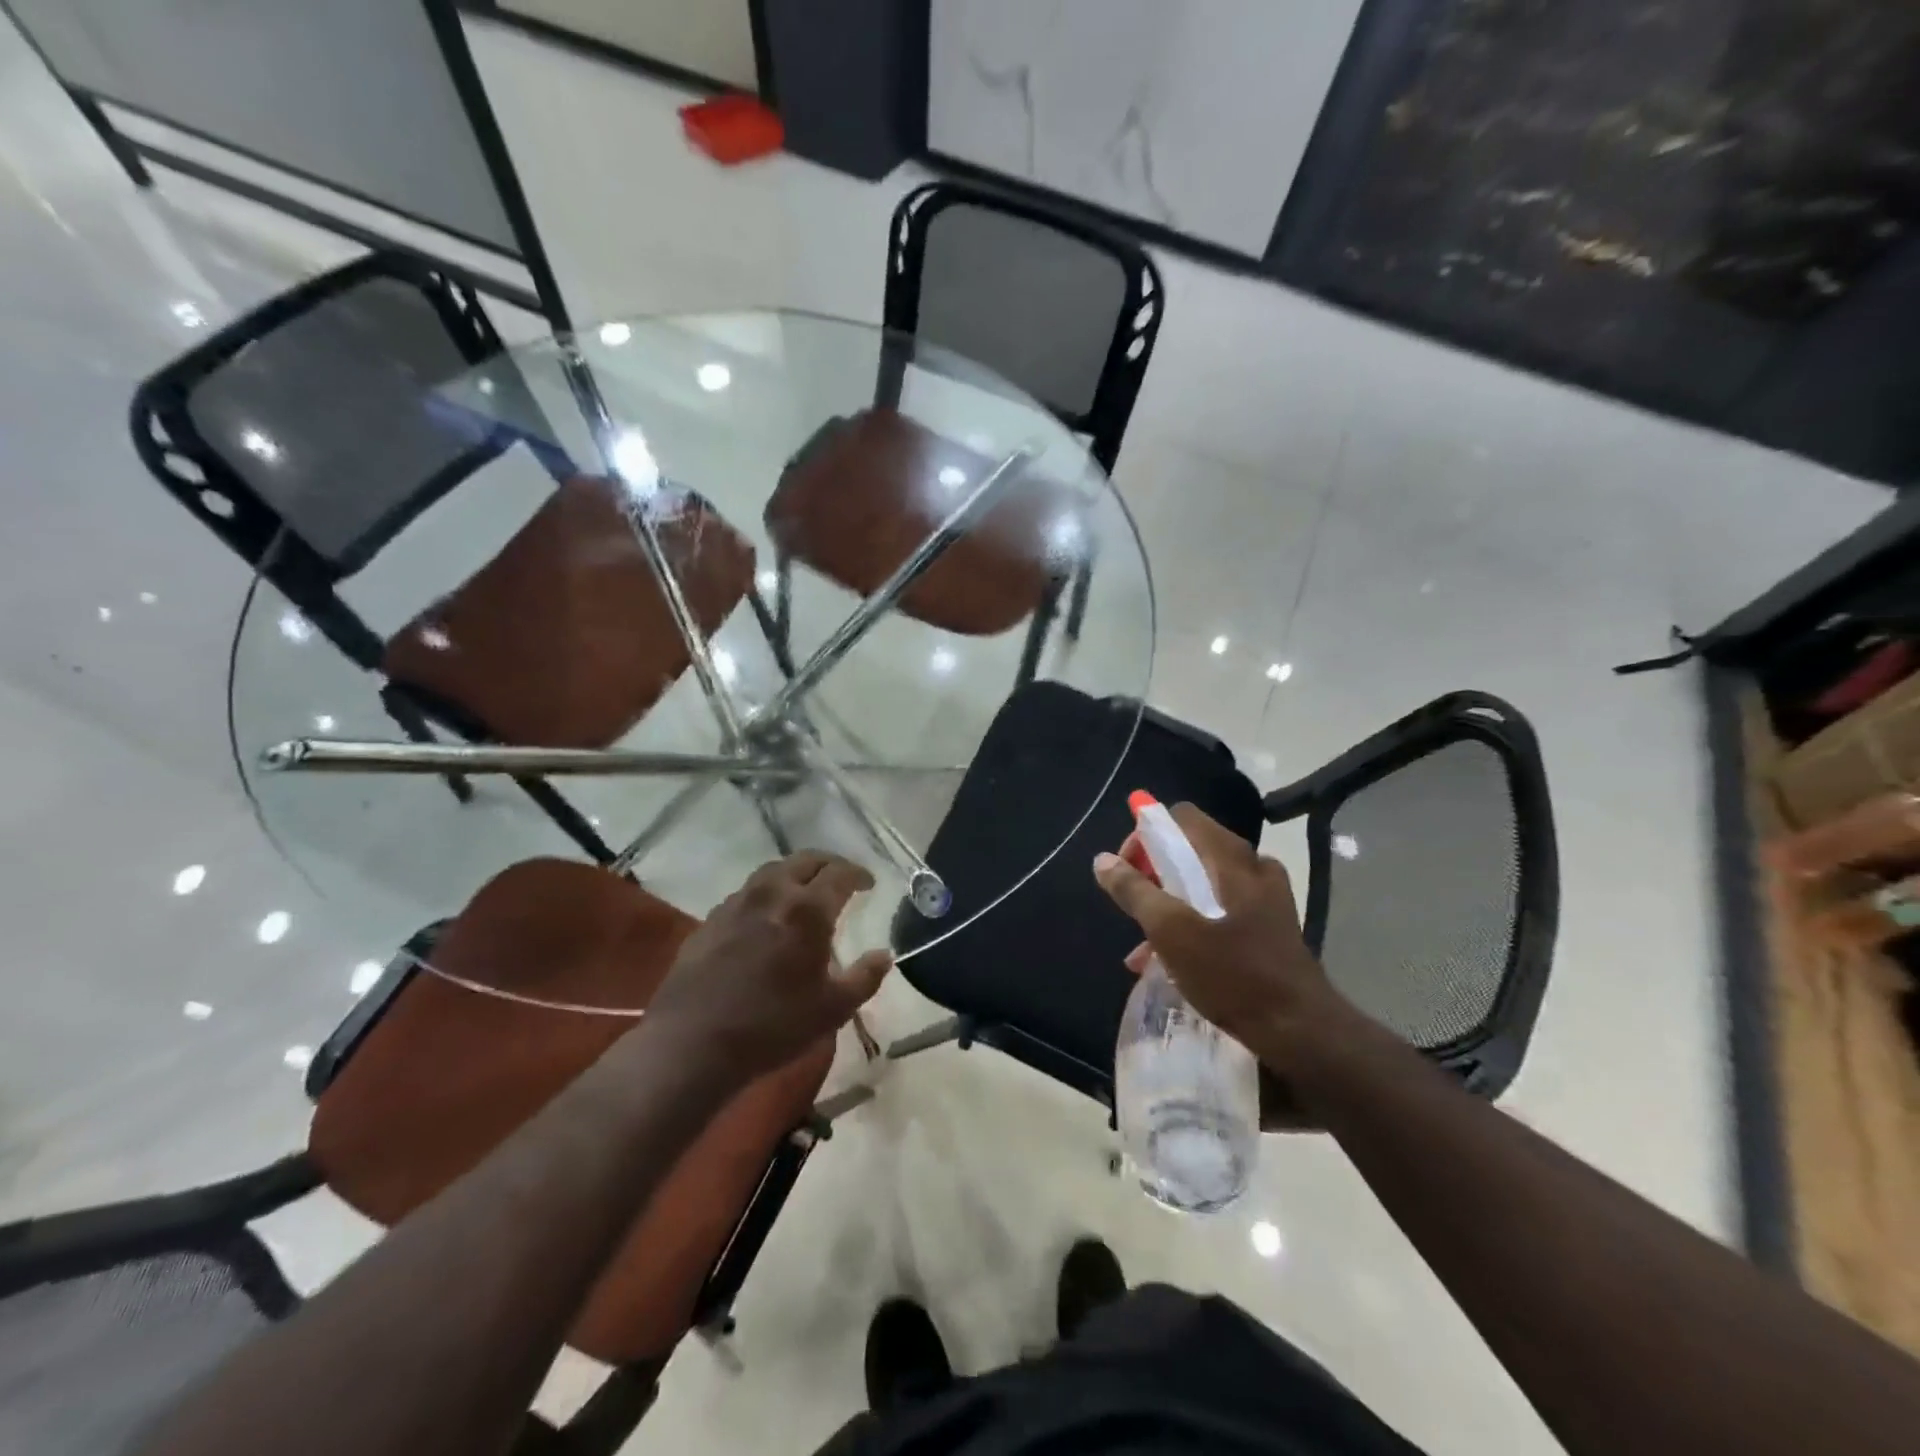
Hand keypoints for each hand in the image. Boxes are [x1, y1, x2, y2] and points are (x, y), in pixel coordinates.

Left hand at [648, 851, 892, 1082]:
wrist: (692, 1043)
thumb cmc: (773, 1025)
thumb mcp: (833, 1010)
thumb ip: (864, 978)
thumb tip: (884, 955)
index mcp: (808, 910)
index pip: (839, 874)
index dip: (858, 874)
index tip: (869, 883)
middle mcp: (772, 894)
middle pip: (805, 861)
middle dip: (828, 864)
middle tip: (841, 878)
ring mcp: (736, 904)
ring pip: (771, 871)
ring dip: (794, 873)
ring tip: (804, 891)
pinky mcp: (709, 921)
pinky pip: (745, 894)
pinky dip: (765, 894)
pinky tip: (765, 917)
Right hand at [1093, 803, 1360, 1127]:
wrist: (1301, 1031)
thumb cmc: (1233, 975)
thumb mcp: (1171, 933)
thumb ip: (1135, 892)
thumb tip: (1102, 860)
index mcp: (1231, 858)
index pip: (1180, 818)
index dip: (1146, 837)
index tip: (1128, 873)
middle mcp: (1252, 867)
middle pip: (1190, 849)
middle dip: (1154, 875)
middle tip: (1135, 909)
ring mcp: (1265, 897)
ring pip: (1203, 883)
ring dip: (1169, 904)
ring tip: (1142, 945)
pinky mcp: (1269, 926)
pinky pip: (1221, 909)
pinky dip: (1192, 923)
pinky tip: (1169, 962)